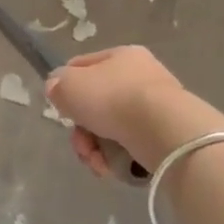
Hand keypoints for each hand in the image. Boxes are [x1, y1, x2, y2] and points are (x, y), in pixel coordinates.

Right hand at [45, 46, 223, 178]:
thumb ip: (56, 85)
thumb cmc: (113, 99)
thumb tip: (58, 90)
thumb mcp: (69, 85)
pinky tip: (112, 168)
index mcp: (121, 55)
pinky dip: (117, 158)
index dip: (66, 87)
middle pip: (96, 104)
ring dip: (95, 148)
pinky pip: (131, 146)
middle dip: (82, 130)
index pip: (83, 66)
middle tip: (81, 145)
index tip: (61, 109)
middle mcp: (142, 77)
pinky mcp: (166, 136)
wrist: (164, 131)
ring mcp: (157, 107)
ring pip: (111, 129)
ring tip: (96, 163)